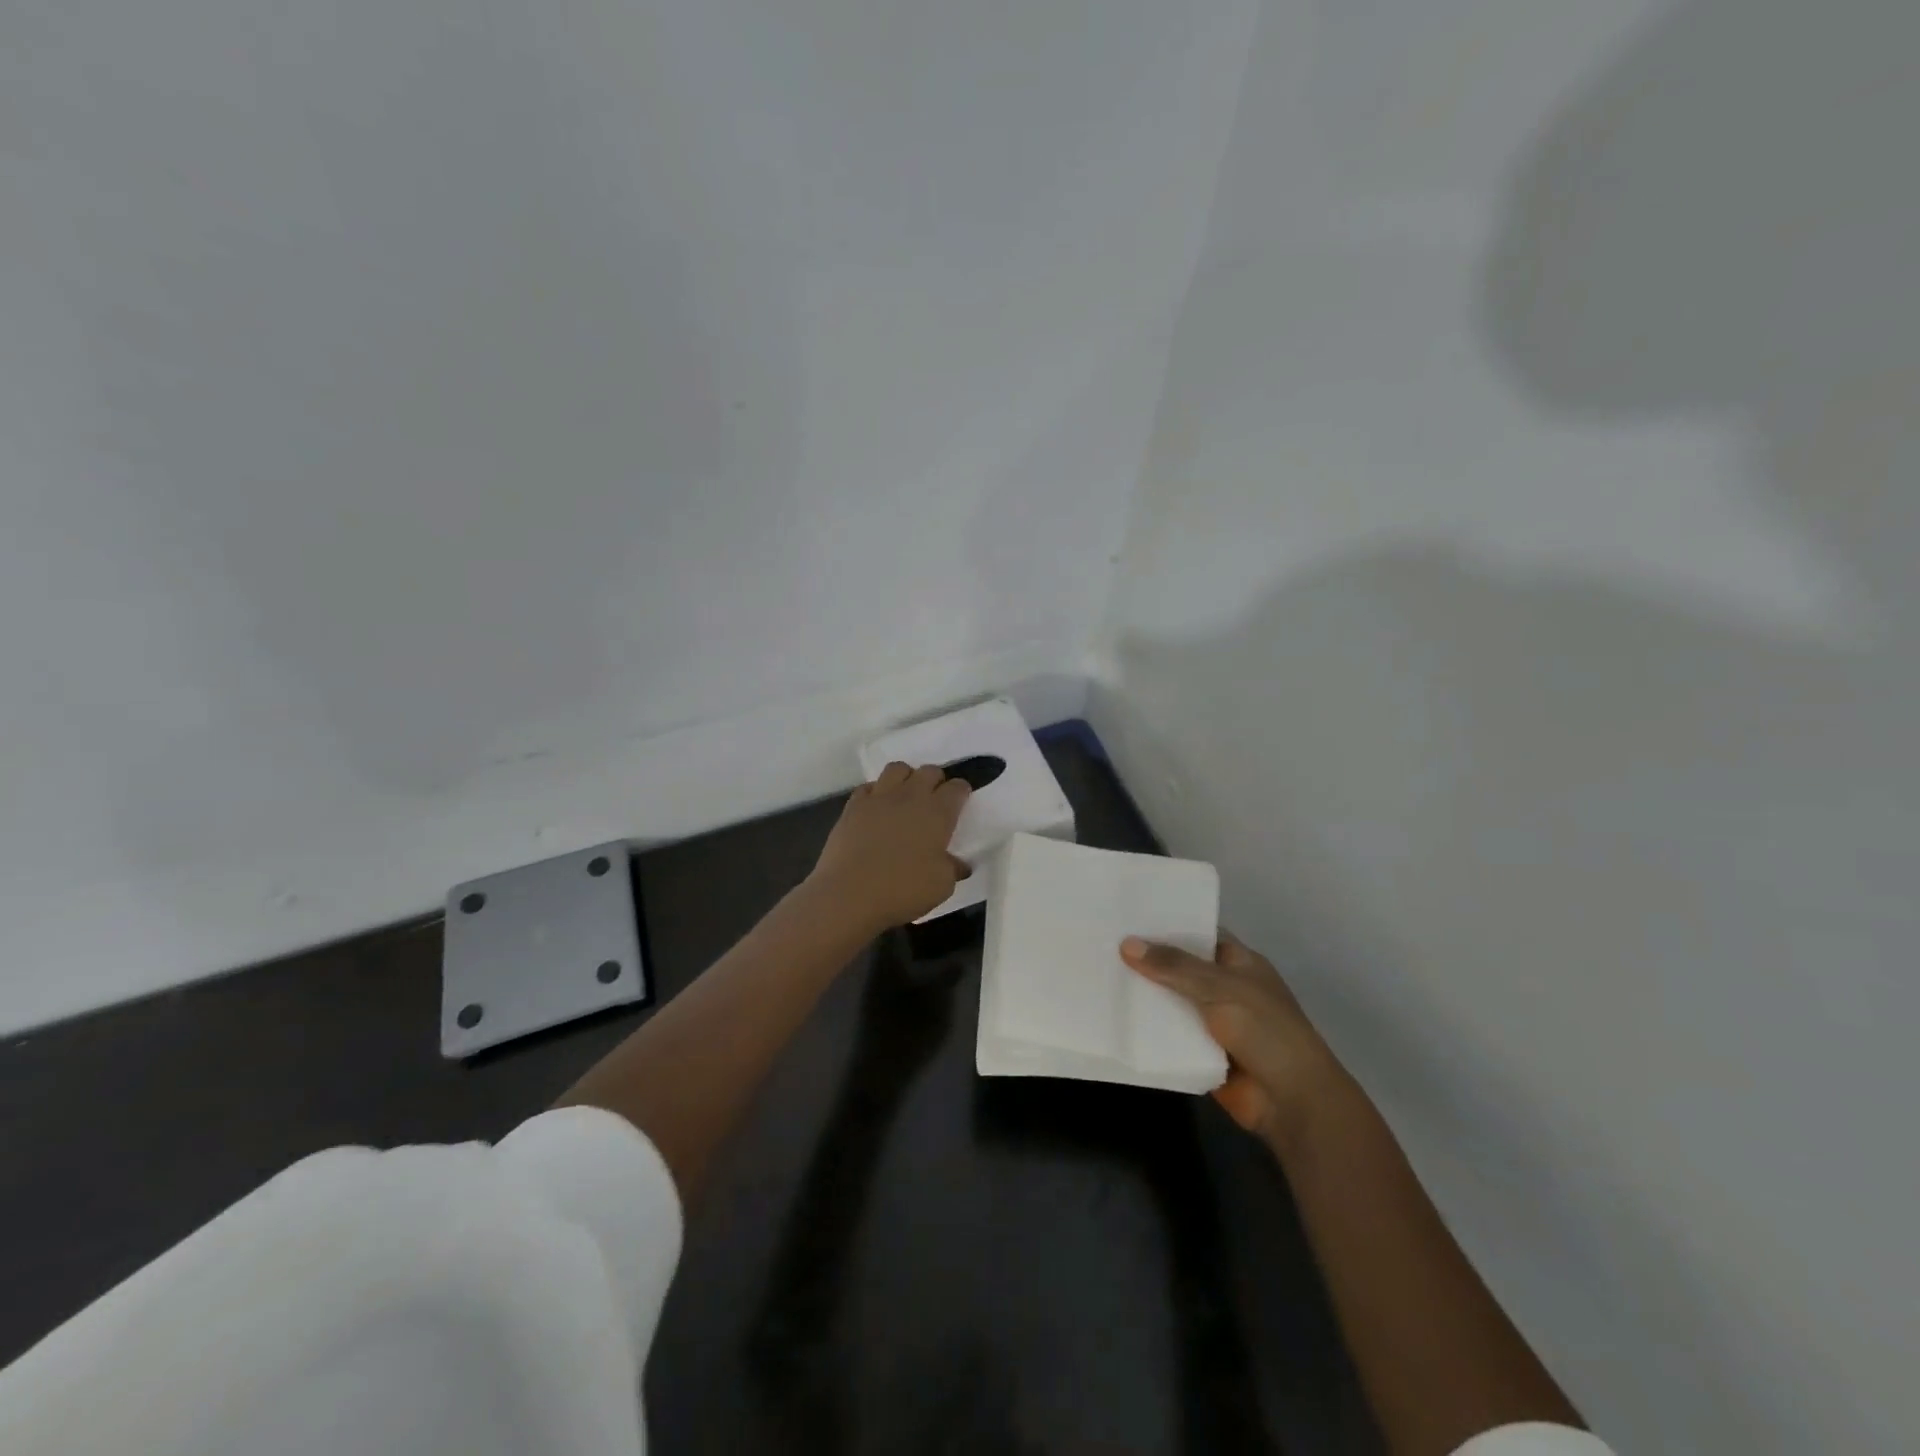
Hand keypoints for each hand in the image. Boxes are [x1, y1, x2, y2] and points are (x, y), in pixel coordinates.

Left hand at [806, 763, 971, 933]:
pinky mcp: (853, 806)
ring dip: (906, 778)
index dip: (961, 792)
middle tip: (935, 801)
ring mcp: (879, 798)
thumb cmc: (902, 889)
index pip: (957, 788)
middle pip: (929, 771)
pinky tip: (877, 809)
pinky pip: (868, 787)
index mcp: (937, 813)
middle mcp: (910, 796)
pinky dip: (876, 792)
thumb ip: (952, 868)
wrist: (849, 894)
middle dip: (936, 781)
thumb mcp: (941, 886)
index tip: (961, 801)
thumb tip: (958, 864)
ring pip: (897, 769)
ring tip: (906, 797)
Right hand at [1121, 932, 1345, 1152]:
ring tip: (1098, 975)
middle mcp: (1224, 988)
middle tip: (1101, 942)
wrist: (1292, 1102)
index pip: (1199, 933)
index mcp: (1239, 963)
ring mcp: (1213, 1022)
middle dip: (1147, 960)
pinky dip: (1147, 1029)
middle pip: (1179, 968)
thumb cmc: (1266, 1031)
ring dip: (1143, 996)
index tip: (1128, 915)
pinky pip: (1168, 1035)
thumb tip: (1126, 944)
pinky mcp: (1200, 1053)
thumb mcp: (1220, 987)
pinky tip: (1112, 1016)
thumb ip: (1174, 966)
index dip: (1167, 924)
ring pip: (1170, 1002)